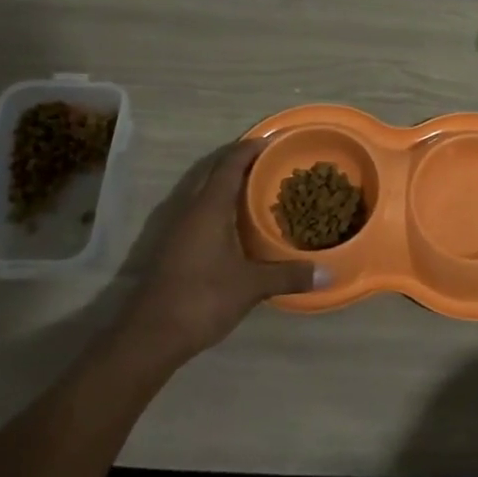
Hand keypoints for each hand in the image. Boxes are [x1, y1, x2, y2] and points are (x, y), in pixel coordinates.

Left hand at [121, 141, 324, 359]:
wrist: (150, 336)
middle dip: (239, 162)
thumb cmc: (202, 298)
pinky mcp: (173, 247)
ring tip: (258, 189)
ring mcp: (177, 229)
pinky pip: (199, 212)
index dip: (249, 149)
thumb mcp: (251, 286)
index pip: (229, 164)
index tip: (272, 140)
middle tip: (270, 162)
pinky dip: (219, 206)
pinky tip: (237, 224)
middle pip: (214, 173)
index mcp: (209, 207)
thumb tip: (328, 272)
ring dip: (227, 185)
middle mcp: (190, 210)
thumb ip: (288, 275)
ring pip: (204, 192)